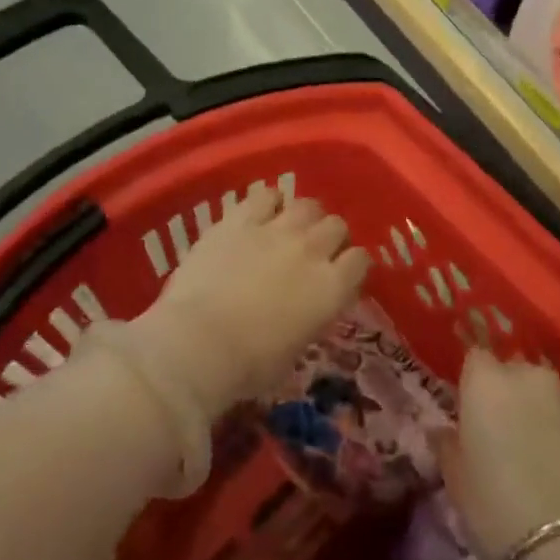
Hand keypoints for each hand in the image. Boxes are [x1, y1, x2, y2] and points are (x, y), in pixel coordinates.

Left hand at [133, 183, 369, 415]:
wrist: (199, 343)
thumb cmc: (249, 365)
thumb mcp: (296, 349)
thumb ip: (311, 317)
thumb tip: (308, 308)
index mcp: (332, 288)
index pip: (360, 260)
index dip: (352, 265)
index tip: (342, 274)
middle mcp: (312, 250)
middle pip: (337, 226)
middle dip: (330, 237)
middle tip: (315, 251)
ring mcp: (276, 230)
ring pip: (307, 205)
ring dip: (304, 216)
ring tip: (291, 227)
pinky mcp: (240, 220)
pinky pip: (265, 194)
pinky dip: (269, 201)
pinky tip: (261, 211)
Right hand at [441, 350, 559, 559]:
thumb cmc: (500, 511)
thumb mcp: (457, 484)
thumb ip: (447, 447)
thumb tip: (442, 432)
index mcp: (488, 383)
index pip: (476, 361)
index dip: (475, 388)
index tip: (475, 420)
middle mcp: (534, 378)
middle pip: (518, 376)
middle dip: (514, 401)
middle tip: (512, 444)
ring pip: (555, 400)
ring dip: (549, 420)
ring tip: (551, 467)